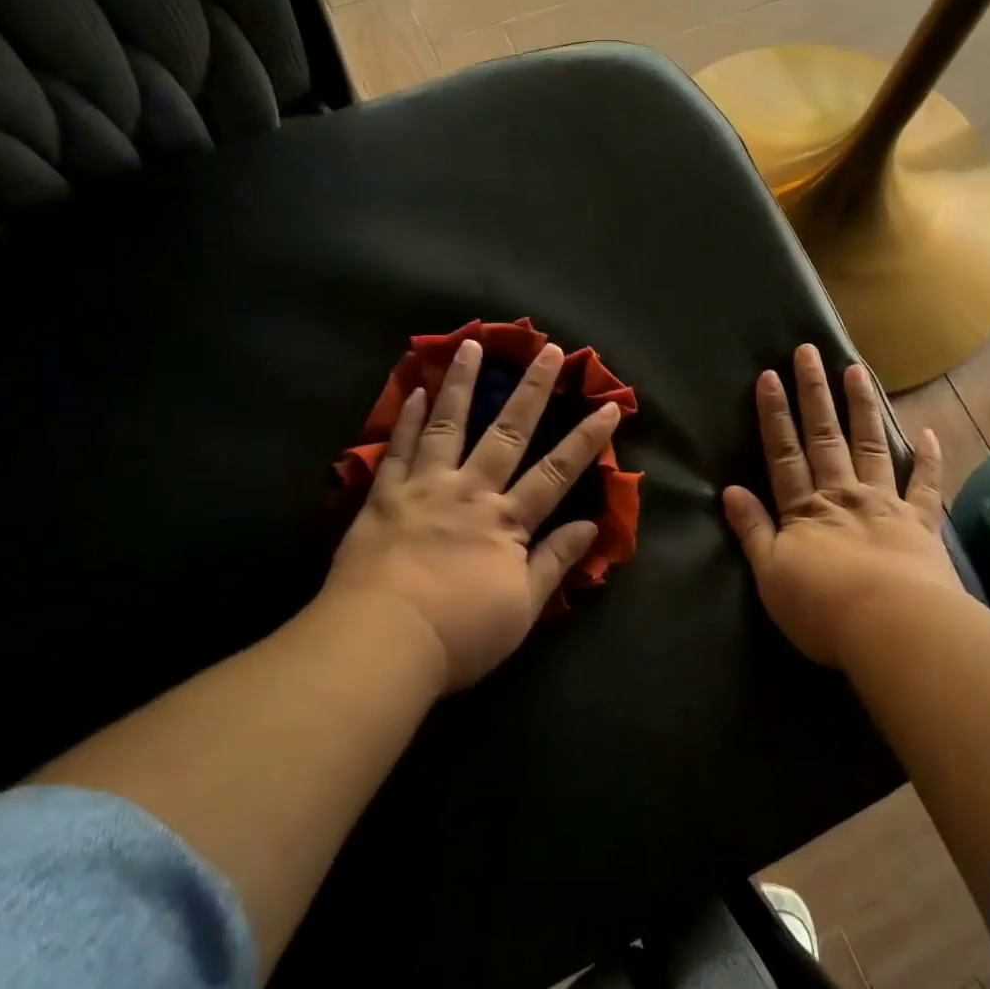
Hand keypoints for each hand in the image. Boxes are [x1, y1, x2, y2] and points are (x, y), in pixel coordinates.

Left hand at [319, 338, 619, 692]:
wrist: (381, 642)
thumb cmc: (460, 634)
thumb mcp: (522, 608)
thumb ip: (554, 561)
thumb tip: (590, 525)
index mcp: (507, 521)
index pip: (556, 472)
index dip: (586, 439)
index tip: (609, 406)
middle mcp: (470, 492)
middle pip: (508, 433)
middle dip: (533, 390)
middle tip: (549, 350)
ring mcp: (424, 488)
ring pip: (449, 425)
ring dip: (462, 383)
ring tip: (471, 345)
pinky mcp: (384, 496)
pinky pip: (399, 448)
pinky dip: (409, 418)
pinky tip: (416, 392)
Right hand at [722, 344, 958, 667]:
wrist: (892, 627)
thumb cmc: (822, 608)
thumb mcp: (770, 574)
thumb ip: (752, 530)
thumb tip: (730, 490)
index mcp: (804, 509)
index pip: (783, 453)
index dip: (774, 415)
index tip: (769, 376)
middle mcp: (842, 494)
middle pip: (824, 436)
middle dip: (814, 394)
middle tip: (809, 352)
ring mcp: (884, 503)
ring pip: (870, 445)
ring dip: (861, 407)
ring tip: (857, 370)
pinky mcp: (920, 523)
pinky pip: (924, 484)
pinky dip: (927, 458)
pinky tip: (929, 431)